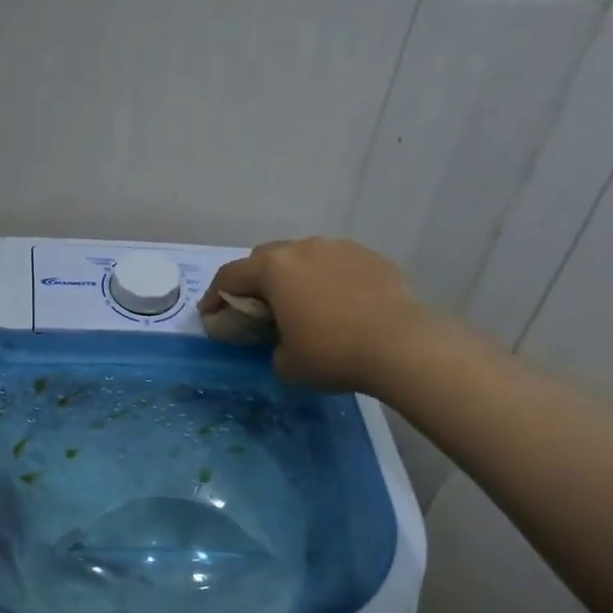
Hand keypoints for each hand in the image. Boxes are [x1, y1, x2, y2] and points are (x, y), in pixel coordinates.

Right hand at [201, 237, 426, 393]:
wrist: (402, 345)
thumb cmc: (332, 354)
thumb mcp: (286, 364)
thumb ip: (272, 347)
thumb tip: (284, 342)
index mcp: (274, 270)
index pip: (230, 276)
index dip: (214, 296)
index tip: (210, 315)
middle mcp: (303, 249)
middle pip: (265, 258)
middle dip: (254, 280)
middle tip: (255, 308)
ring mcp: (340, 248)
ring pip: (303, 257)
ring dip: (293, 277)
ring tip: (300, 304)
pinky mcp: (370, 257)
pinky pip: (336, 265)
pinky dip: (327, 281)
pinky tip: (338, 305)